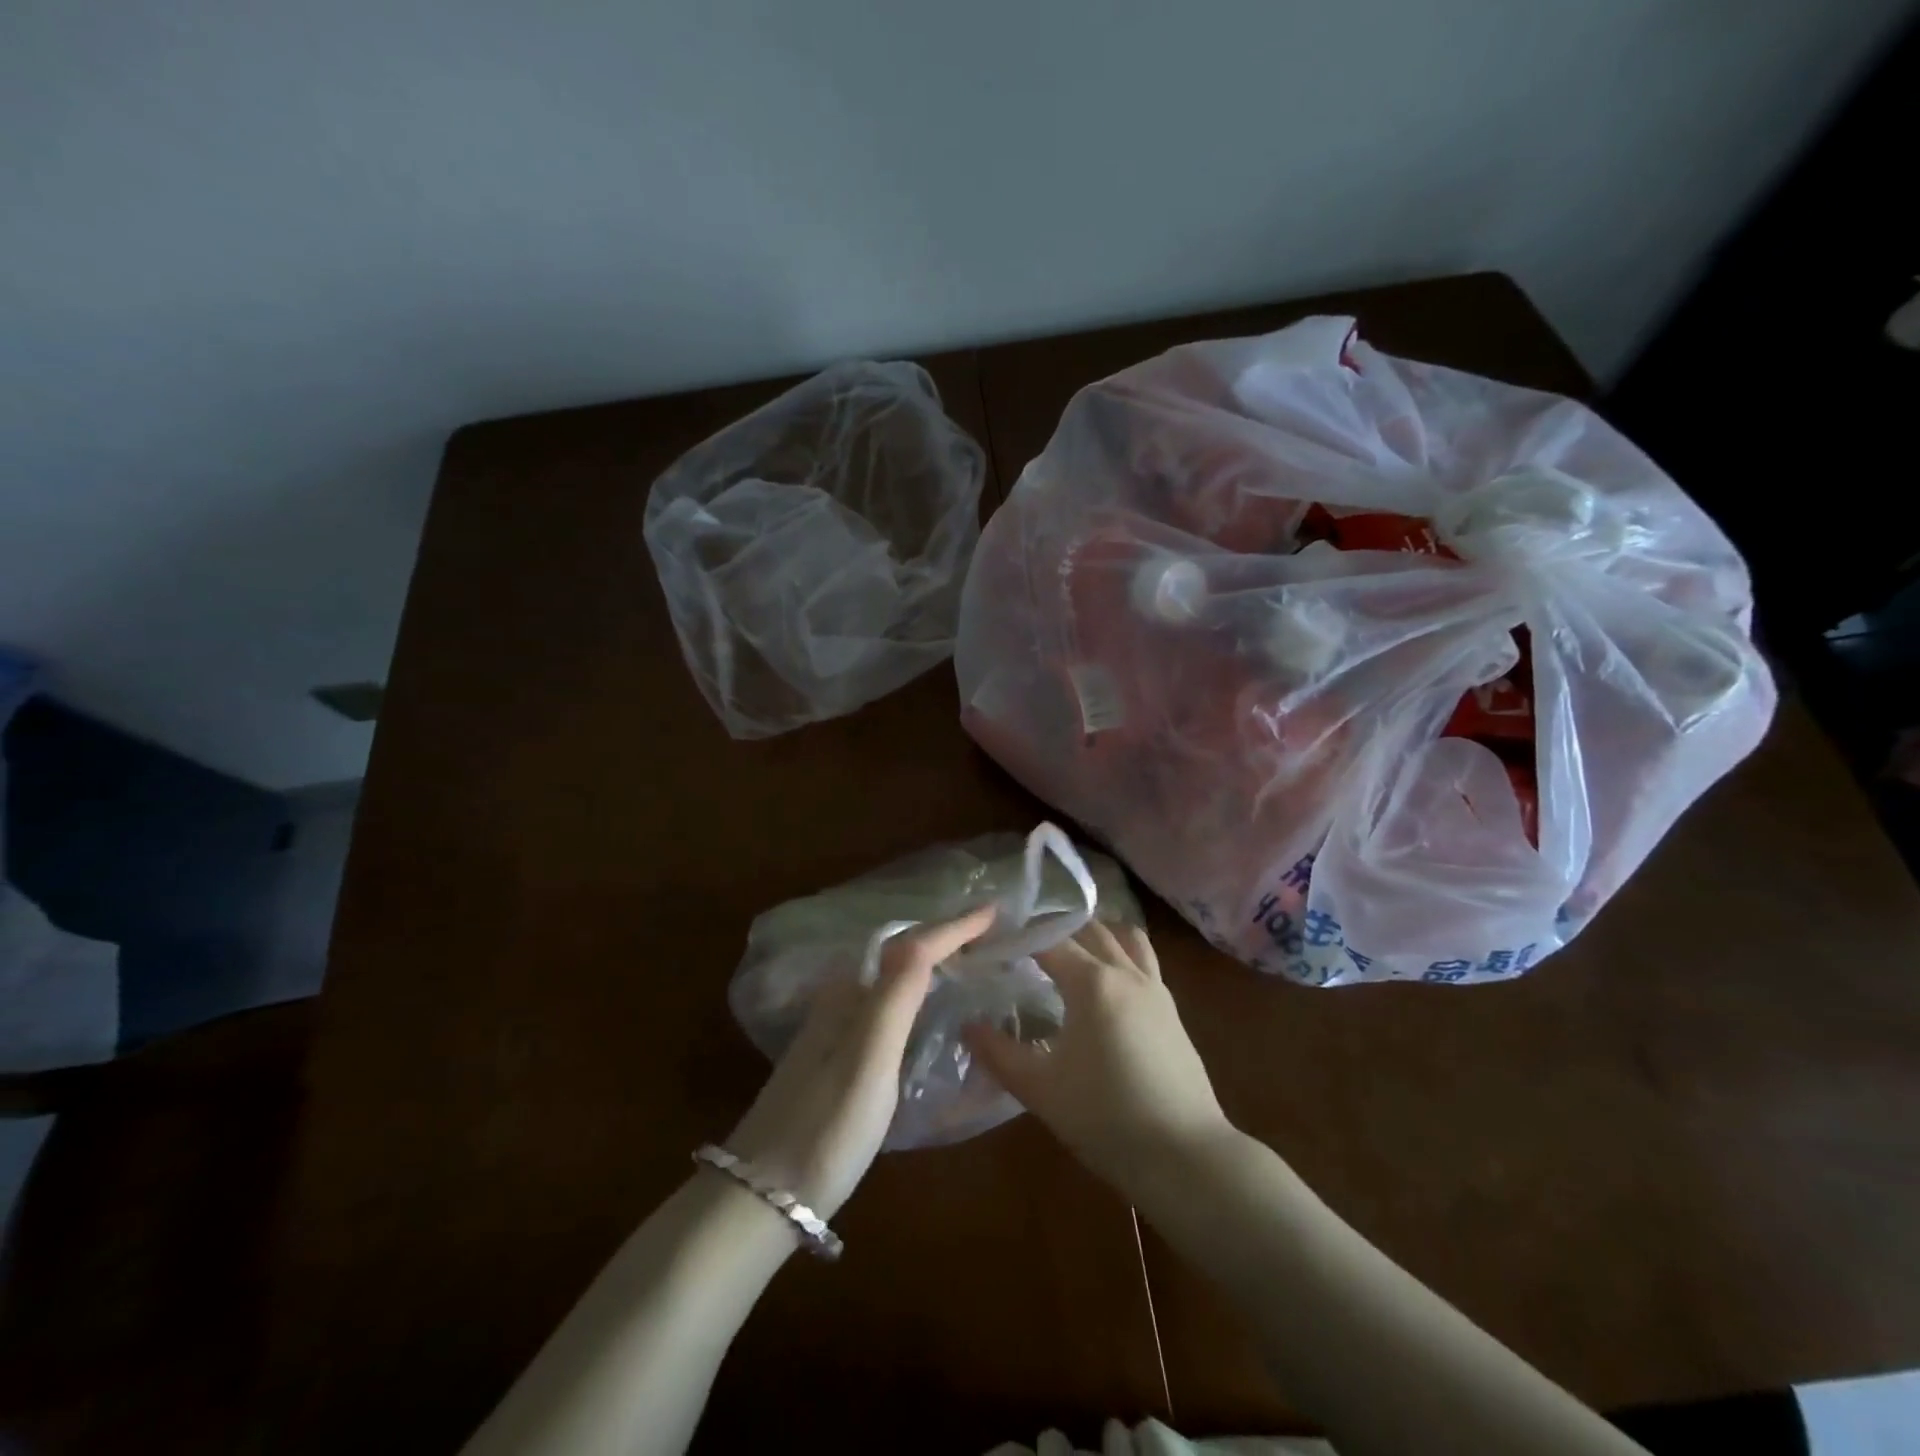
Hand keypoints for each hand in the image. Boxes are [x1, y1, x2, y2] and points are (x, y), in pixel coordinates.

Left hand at [725, 906, 996, 1220]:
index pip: (912, 945)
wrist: (761, 1197)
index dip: (955, 926)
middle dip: (945, 938)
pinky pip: (888, 1008)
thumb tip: (929, 935)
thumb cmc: (825, 1127)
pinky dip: (918, 994)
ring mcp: (836, 1032)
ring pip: (895, 981)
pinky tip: (931, 1011)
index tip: (996, 910)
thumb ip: (896, 995)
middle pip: (903, 955)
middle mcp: (842, 1001)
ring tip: (972, 961)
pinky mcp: (837, 1061)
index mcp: (851, 994)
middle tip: (991, 934)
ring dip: (933, 963)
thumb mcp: (868, 1059)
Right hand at [963, 920, 1231, 1195]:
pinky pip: (1143, 961)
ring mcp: (1155, 988)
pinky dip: (1120, 954)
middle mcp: (1126, 972)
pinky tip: (1106, 984)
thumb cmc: (1107, 1118)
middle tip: (1024, 944)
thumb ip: (999, 1054)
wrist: (1186, 1155)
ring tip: (1070, 949)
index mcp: (1092, 982)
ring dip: (1096, 934)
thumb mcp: (1041, 1089)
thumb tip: (967, 1026)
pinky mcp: (1171, 1010)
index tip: (992, 942)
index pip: (1047, 941)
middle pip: (1088, 930)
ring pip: (1125, 938)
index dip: (1017, 937)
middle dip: (1055, 929)